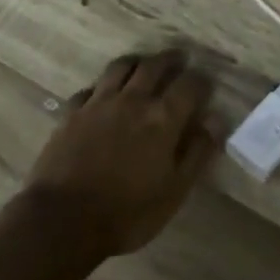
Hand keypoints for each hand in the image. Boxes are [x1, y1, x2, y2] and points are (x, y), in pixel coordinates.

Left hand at [23, 50, 220, 257]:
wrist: (63, 220)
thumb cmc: (128, 212)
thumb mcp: (175, 190)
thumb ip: (197, 152)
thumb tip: (215, 120)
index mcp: (163, 118)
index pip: (190, 85)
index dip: (201, 81)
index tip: (206, 84)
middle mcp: (133, 100)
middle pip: (154, 66)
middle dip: (171, 60)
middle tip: (179, 59)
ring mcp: (98, 103)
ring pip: (120, 67)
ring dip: (137, 62)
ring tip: (143, 65)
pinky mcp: (71, 113)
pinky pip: (90, 88)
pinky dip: (101, 87)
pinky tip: (102, 94)